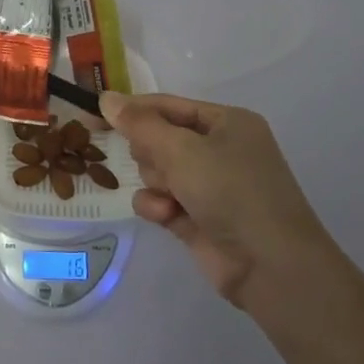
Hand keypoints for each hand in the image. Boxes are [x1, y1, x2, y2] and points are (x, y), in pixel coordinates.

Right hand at [99, 90, 331, 308]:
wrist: (270, 266)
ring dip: (156, 183)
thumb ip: (139, 124)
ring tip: (172, 198)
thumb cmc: (230, 191)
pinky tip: (167, 216)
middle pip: (158, 138)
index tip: (93, 114)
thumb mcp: (181, 149)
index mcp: (226, 122)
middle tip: (163, 166)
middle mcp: (220, 149)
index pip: (167, 105)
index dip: (131, 109)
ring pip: (156, 171)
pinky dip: (159, 206)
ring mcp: (210, 185)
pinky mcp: (198, 217)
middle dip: (152, 154)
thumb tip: (106, 97)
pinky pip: (160, 200)